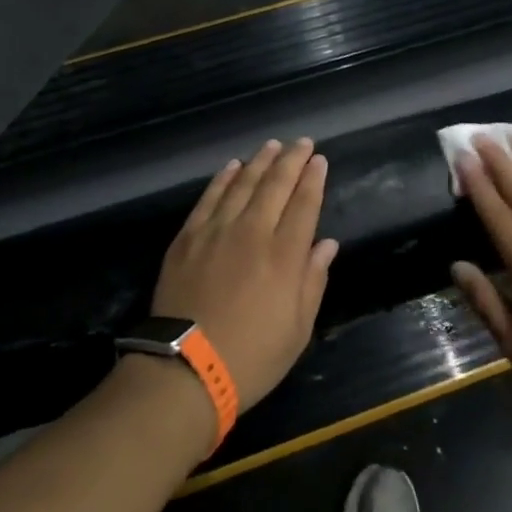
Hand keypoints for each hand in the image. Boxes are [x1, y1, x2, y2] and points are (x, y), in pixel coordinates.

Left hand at [151, 139, 339, 412]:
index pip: (304, 204)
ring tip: (272, 145)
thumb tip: (326, 244)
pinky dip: (223, 178)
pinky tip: (232, 166)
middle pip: (275, 184)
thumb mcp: (297, 329)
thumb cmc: (251, 356)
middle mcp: (252, 232)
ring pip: (242, 183)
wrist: (185, 369)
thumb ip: (313, 280)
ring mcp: (216, 230)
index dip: (313, 179)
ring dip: (259, 161)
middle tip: (302, 142)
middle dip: (291, 160)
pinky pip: (209, 197)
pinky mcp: (188, 237)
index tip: (319, 160)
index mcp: (284, 255)